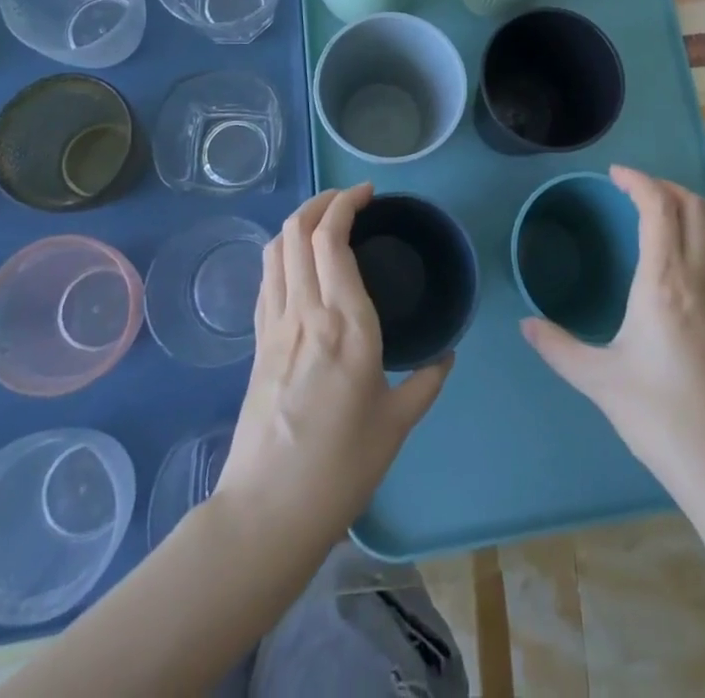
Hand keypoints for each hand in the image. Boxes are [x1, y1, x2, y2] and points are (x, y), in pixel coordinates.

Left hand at [215, 184, 452, 544]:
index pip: (332, 237)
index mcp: (346, 322)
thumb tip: (447, 356)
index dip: (346, 203)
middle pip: (297, 230)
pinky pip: (266, 278)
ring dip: (298, 221)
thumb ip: (426, 382)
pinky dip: (281, 252)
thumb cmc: (341, 467)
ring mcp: (275, 324)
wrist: (268, 511)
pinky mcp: (257, 342)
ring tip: (324, 220)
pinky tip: (299, 262)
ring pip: (275, 248)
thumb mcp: (396, 424)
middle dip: (321, 201)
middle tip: (349, 200)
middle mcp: (306, 310)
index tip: (368, 194)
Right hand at [521, 166, 704, 499]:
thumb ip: (558, 347)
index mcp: (665, 283)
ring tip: (648, 222)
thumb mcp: (600, 382)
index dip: (638, 180)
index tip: (614, 174)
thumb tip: (525, 325)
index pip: (659, 207)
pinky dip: (691, 245)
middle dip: (664, 186)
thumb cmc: (662, 419)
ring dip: (681, 213)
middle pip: (694, 208)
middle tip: (632, 190)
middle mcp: (699, 281)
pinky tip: (668, 278)